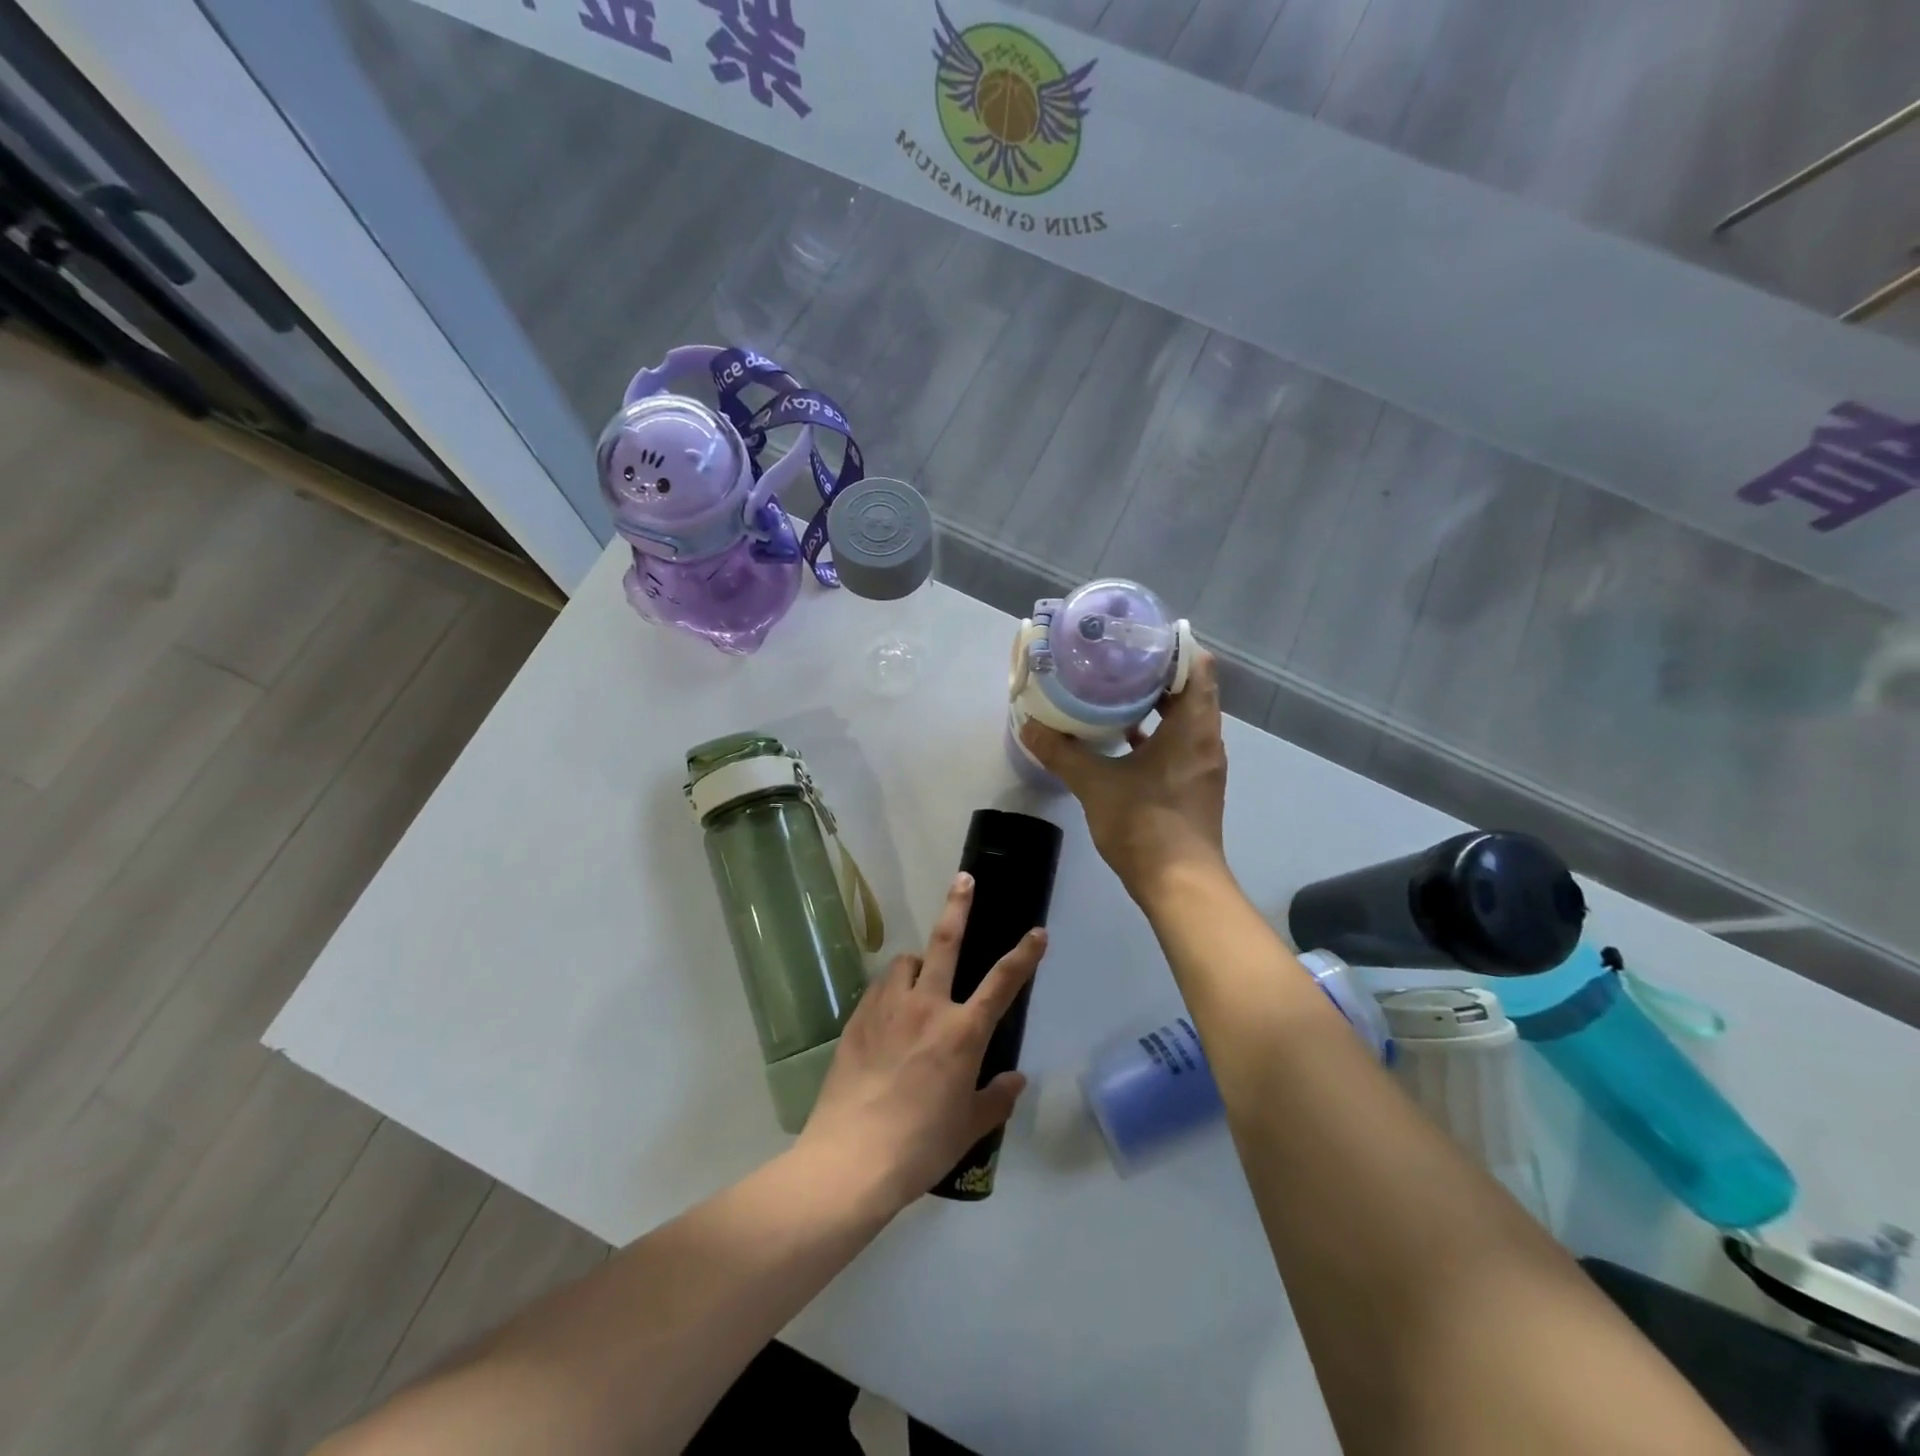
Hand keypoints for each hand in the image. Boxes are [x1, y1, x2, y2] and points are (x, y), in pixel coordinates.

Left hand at [798, 873, 1043, 1214]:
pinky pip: (880, 988)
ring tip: (918, 978)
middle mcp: (927, 1007)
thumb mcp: (969, 1128)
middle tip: (964, 879)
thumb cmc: (920, 1146)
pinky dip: (891, 989)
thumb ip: (996, 1098)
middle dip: (958, 906)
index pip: (1003, 982)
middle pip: (945, 942)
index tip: (1037, 933)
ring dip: (917, 963)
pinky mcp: (857, 1018)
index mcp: (963, 1032)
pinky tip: (889, 1012)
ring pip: (905, 962)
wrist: (851, 1159)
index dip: (1024, 954)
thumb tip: (1016, 1079)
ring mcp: (888, 1008)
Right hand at [1020, 650, 1229, 907]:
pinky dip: (1156, 732)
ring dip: (1155, 703)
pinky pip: (1179, 743)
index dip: (1171, 645)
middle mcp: (1206, 739)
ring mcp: (1203, 764)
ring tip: (1114, 689)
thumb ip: (1062, 752)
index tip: (1137, 636)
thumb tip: (1028, 726)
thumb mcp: (1095, 784)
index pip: (1196, 665)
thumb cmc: (1144, 825)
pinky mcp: (1194, 785)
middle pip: (1189, 688)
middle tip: (1116, 658)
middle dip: (1155, 671)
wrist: (1180, 885)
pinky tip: (1121, 737)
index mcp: (1193, 727)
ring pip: (1184, 718)